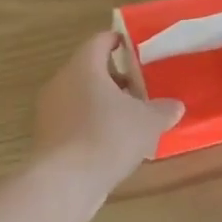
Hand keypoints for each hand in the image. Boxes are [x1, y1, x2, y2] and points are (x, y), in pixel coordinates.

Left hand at [32, 32, 183, 190]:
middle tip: (140, 90)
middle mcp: (61, 82)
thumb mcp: (147, 122)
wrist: (64, 181)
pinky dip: (91, 125)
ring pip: (80, 97)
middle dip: (115, 79)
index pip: (100, 41)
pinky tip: (110, 144)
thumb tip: (175, 105)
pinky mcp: (46, 136)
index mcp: (83, 66)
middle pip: (89, 70)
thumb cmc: (107, 137)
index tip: (135, 48)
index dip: (119, 41)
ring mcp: (49, 110)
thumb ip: (163, 109)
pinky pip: (73, 121)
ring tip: (130, 120)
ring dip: (103, 104)